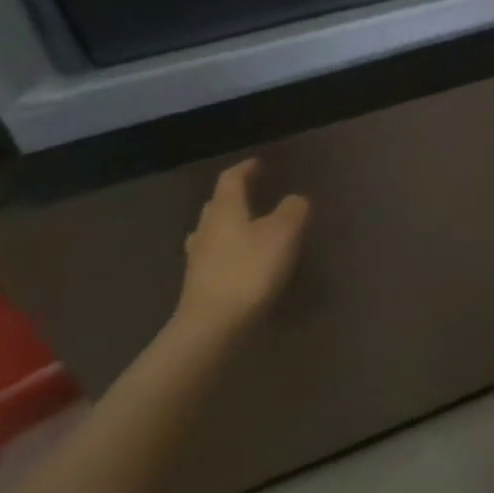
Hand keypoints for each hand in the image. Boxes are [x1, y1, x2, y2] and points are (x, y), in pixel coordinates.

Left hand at [176, 159, 309, 341]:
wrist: (212, 328)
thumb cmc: (249, 271)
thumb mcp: (283, 234)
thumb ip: (293, 210)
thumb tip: (294, 200)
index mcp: (225, 208)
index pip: (232, 178)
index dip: (247, 168)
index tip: (261, 164)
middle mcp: (207, 227)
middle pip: (218, 203)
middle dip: (237, 196)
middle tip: (257, 195)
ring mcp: (198, 257)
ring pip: (213, 230)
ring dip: (230, 225)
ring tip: (250, 229)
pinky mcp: (198, 284)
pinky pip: (214, 256)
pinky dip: (228, 251)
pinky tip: (241, 263)